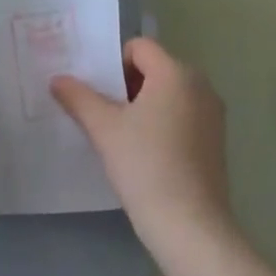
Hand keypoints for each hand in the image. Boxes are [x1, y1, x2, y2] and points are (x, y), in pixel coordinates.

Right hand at [51, 37, 230, 251]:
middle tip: (107, 115)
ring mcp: (213, 113)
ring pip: (170, 93)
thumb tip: (57, 79)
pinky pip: (185, 115)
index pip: (139, 47)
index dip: (115, 64)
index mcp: (175, 72)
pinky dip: (165, 124)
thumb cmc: (146, 167)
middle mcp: (200, 84)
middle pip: (156, 68)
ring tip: (124, 137)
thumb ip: (79, 98)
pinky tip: (148, 155)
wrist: (191, 228)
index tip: (100, 94)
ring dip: (146, 106)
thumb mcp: (105, 130)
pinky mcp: (217, 140)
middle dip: (128, 86)